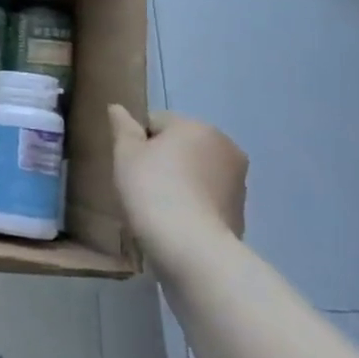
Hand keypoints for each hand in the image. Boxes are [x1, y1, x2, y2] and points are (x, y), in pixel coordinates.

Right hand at [109, 106, 246, 260]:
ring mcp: (238, 181)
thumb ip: (122, 127)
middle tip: (142, 186)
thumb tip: (117, 108)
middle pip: (180, 145)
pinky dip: (193, 203)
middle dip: (163, 160)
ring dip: (179, 181)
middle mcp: (225, 146)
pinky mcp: (241, 212)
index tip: (129, 166)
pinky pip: (207, 197)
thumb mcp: (125, 154)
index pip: (156, 122)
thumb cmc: (153, 190)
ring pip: (196, 171)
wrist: (192, 249)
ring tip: (159, 207)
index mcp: (197, 126)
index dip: (137, 142)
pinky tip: (177, 222)